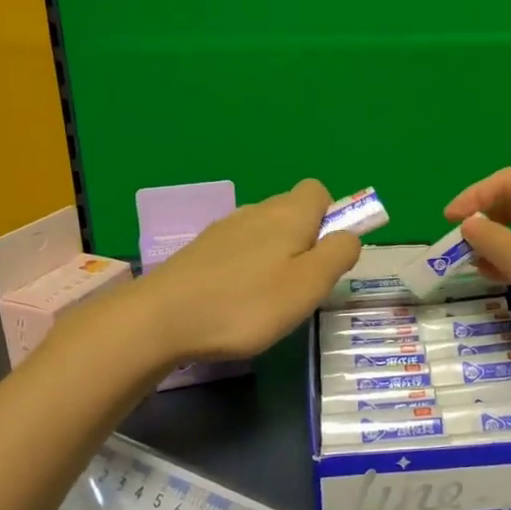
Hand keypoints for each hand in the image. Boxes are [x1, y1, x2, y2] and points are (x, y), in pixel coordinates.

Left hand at [137, 179, 360, 362]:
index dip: (331, 218)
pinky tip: (236, 300)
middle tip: (299, 286)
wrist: (160, 319)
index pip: (319, 191)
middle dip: (304, 241)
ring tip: (267, 299)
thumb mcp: (308, 285)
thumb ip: (337, 255)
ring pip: (264, 231)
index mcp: (288, 215)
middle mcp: (256, 212)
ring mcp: (224, 229)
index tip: (326, 255)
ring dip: (274, 256)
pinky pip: (237, 249)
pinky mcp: (200, 251)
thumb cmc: (246, 304)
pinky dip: (246, 268)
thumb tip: (349, 235)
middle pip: (292, 211)